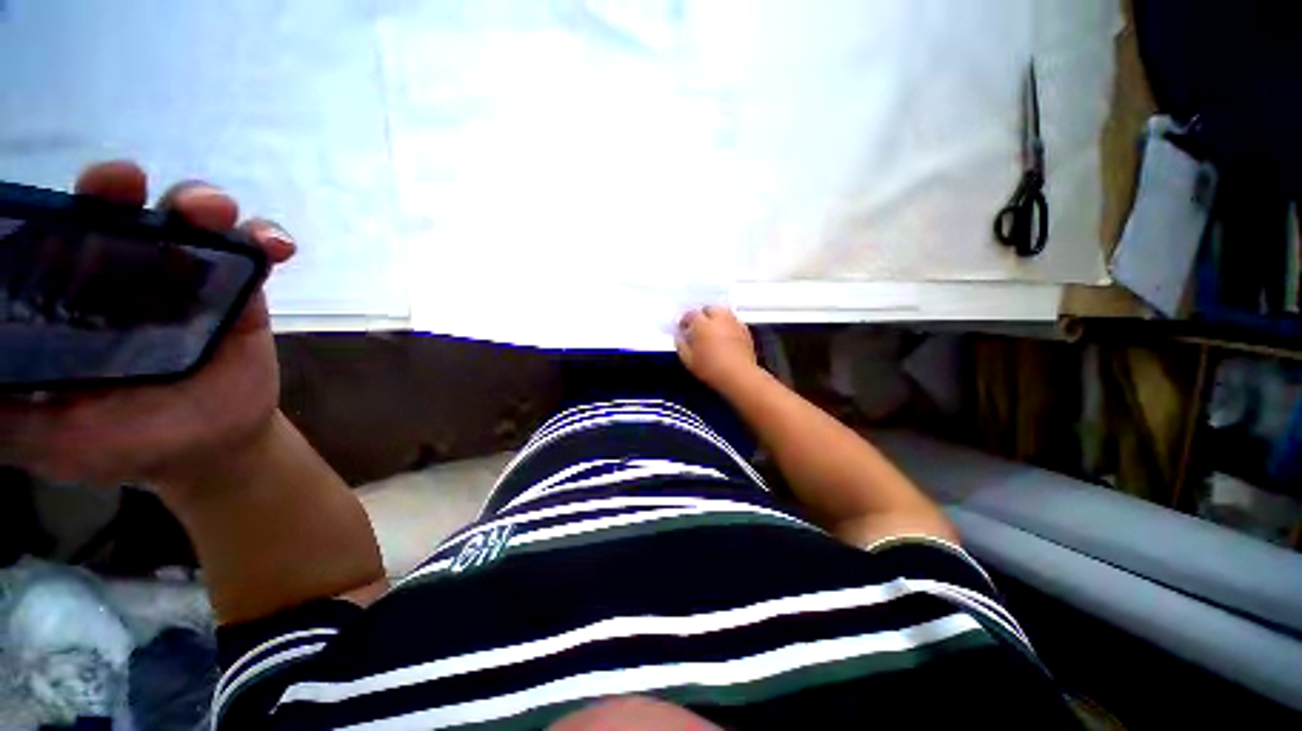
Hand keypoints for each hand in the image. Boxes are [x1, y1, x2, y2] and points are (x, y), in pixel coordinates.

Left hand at [0, 161, 294, 488]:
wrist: (214, 451)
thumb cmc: (126, 446)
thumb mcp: (50, 440)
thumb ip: (4, 416)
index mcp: (68, 296)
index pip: (49, 236)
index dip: (47, 209)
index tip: (50, 205)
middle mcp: (120, 272)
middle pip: (116, 210)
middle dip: (120, 187)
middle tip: (127, 185)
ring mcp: (184, 277)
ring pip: (187, 219)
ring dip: (202, 205)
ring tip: (215, 215)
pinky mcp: (239, 289)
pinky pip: (253, 253)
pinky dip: (264, 239)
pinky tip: (276, 246)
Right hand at [676, 306, 758, 391]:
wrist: (739, 376)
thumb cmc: (711, 369)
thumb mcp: (688, 360)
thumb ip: (681, 345)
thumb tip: (680, 337)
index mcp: (702, 324)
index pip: (691, 314)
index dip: (685, 321)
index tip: (683, 329)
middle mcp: (719, 319)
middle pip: (709, 309)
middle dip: (703, 316)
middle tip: (698, 328)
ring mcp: (734, 323)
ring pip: (724, 313)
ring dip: (717, 319)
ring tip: (712, 331)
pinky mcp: (746, 332)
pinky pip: (734, 322)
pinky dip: (728, 326)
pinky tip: (726, 337)